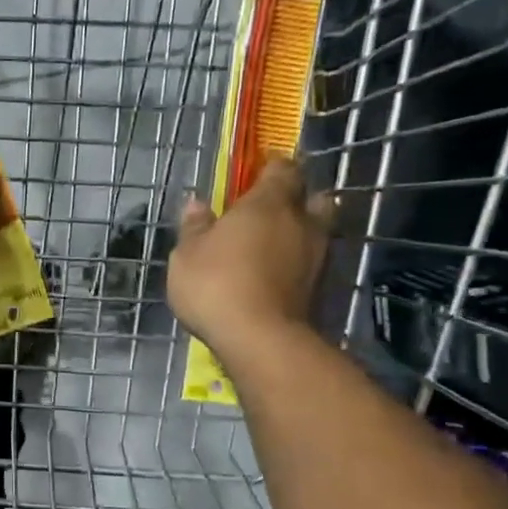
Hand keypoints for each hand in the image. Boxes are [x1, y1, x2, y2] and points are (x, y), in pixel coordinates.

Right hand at [168, 158, 333, 355]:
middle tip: (271, 212)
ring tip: (272, 247)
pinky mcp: (320, 288)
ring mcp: (317, 256)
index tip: (256, 175)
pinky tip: (276, 276)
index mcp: (268, 204)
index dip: (271, 168)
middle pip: (311, 198)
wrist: (260, 339)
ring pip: (316, 231)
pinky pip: (311, 263)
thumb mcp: (187, 254)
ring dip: (298, 234)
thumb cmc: (216, 285)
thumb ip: (195, 226)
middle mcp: (301, 222)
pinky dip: (297, 264)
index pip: (282, 169)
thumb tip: (197, 203)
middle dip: (296, 200)